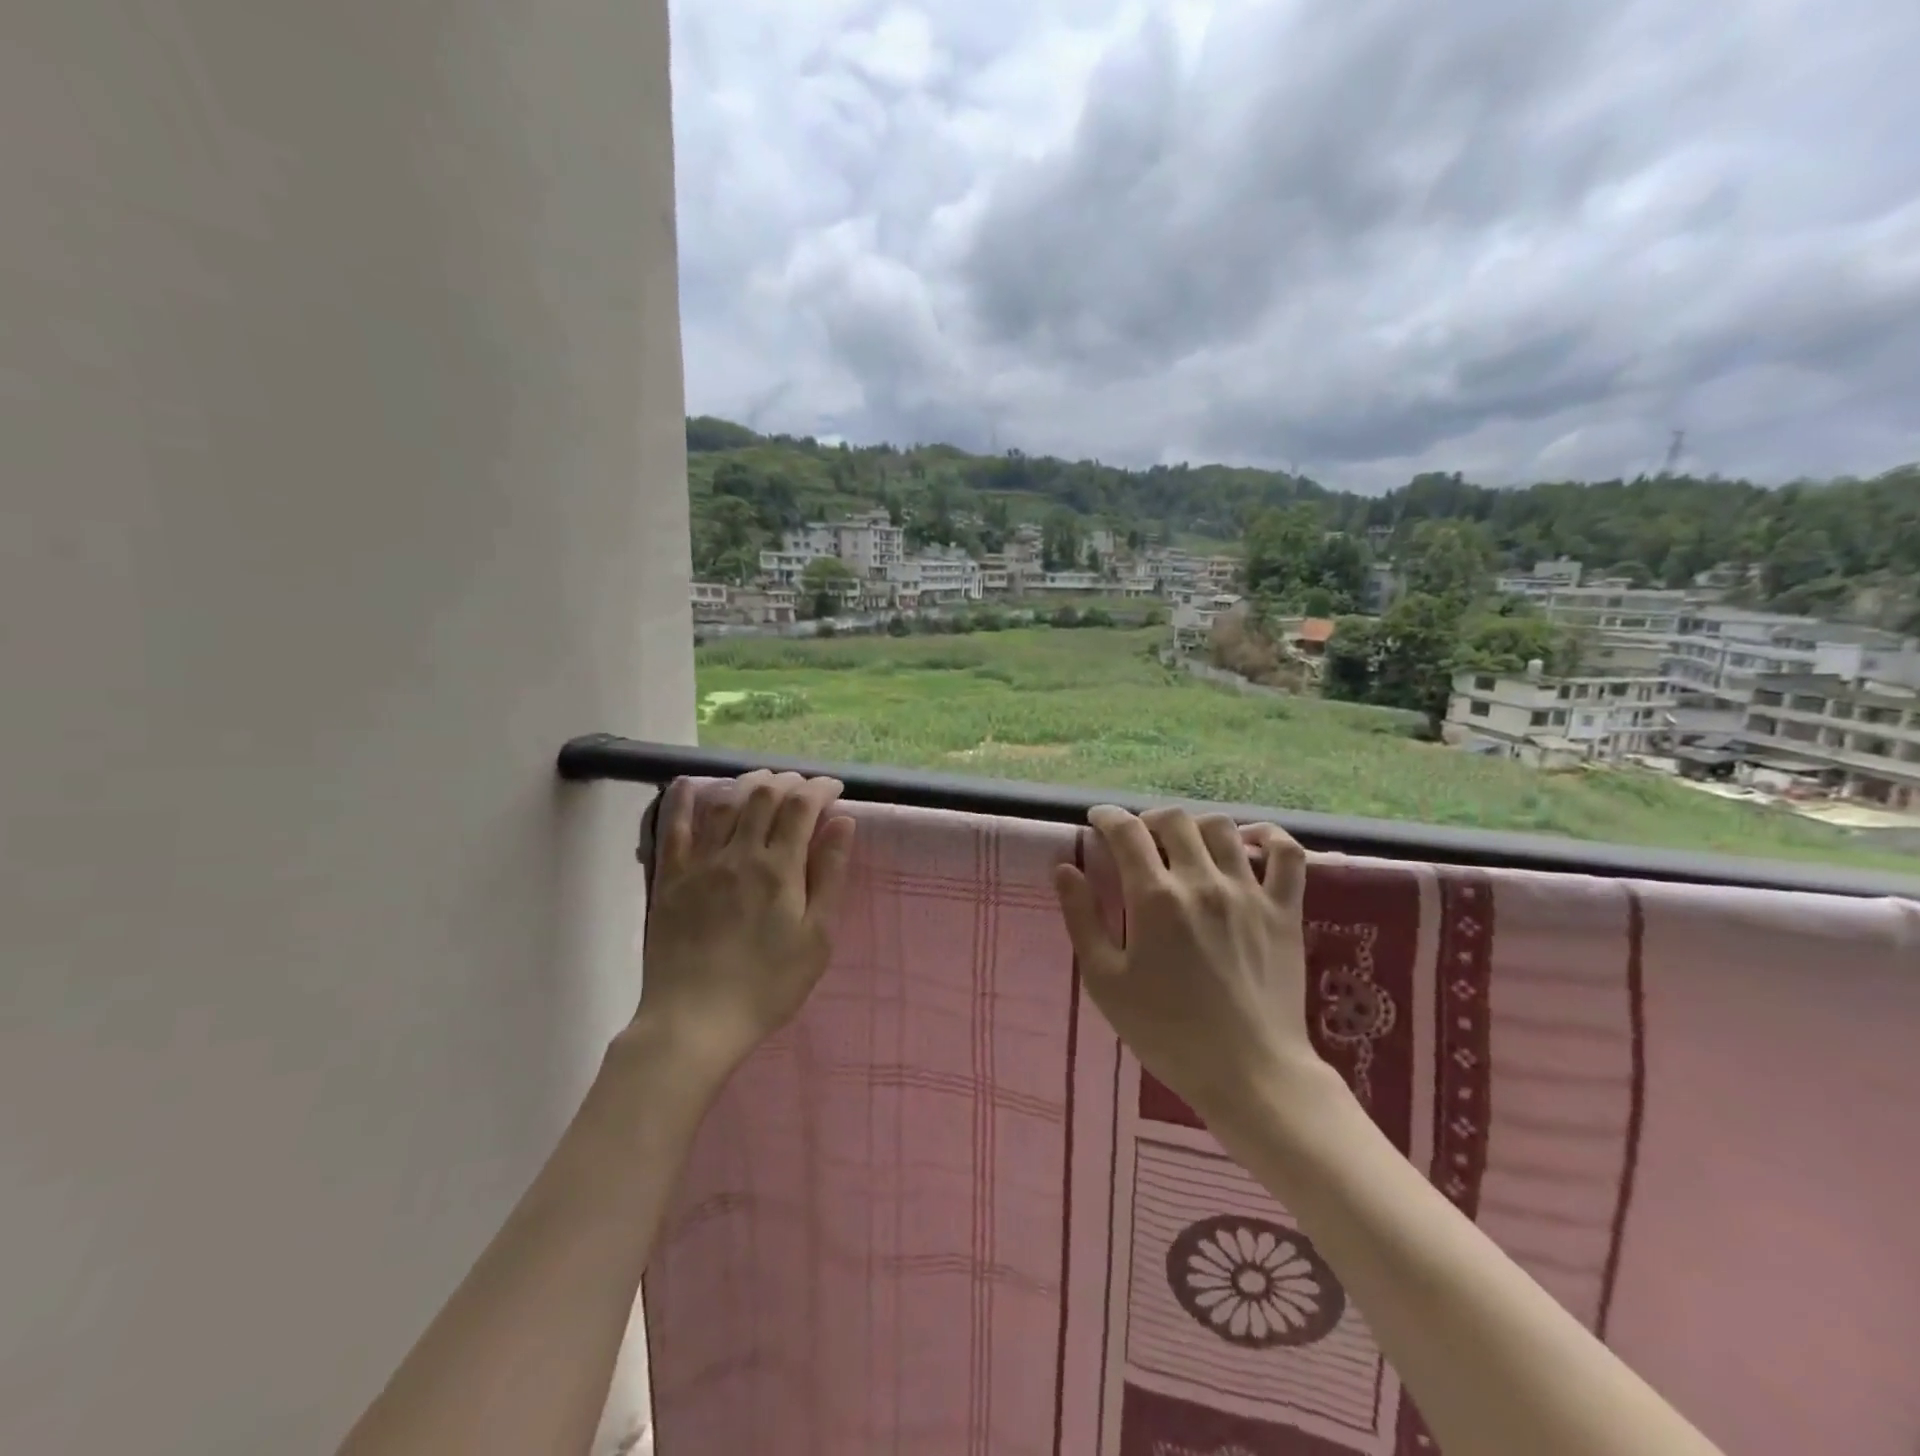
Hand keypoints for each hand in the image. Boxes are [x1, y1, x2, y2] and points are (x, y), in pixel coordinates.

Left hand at [633, 770, 855, 1087]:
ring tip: (764, 782)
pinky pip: (674, 827)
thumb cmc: (768, 985)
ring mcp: (701, 863)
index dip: (820, 789)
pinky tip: (691, 783)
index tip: (834, 789)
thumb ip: (830, 875)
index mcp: (780, 869)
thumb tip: (843, 823)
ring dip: (748, 783)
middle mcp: (740, 854)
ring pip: (725, 802)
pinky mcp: (670, 878)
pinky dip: (683, 799)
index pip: (802, 807)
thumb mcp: (816, 937)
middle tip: (803, 787)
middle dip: (788, 781)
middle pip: (764, 796)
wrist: (695, 1021)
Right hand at [1053, 806, 1334, 1134]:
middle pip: (1174, 820)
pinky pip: (1286, 854)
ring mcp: (1248, 893)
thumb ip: (1081, 918)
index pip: (1127, 832)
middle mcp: (1202, 882)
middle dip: (1148, 819)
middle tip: (1138, 838)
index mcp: (1155, 898)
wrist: (1249, 1074)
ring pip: (1222, 828)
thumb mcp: (1105, 982)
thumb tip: (1064, 868)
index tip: (1098, 820)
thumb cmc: (1166, 1033)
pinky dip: (1269, 837)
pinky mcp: (1285, 910)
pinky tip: (1250, 843)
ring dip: (1196, 826)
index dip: (1108, 817)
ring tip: (1185, 843)